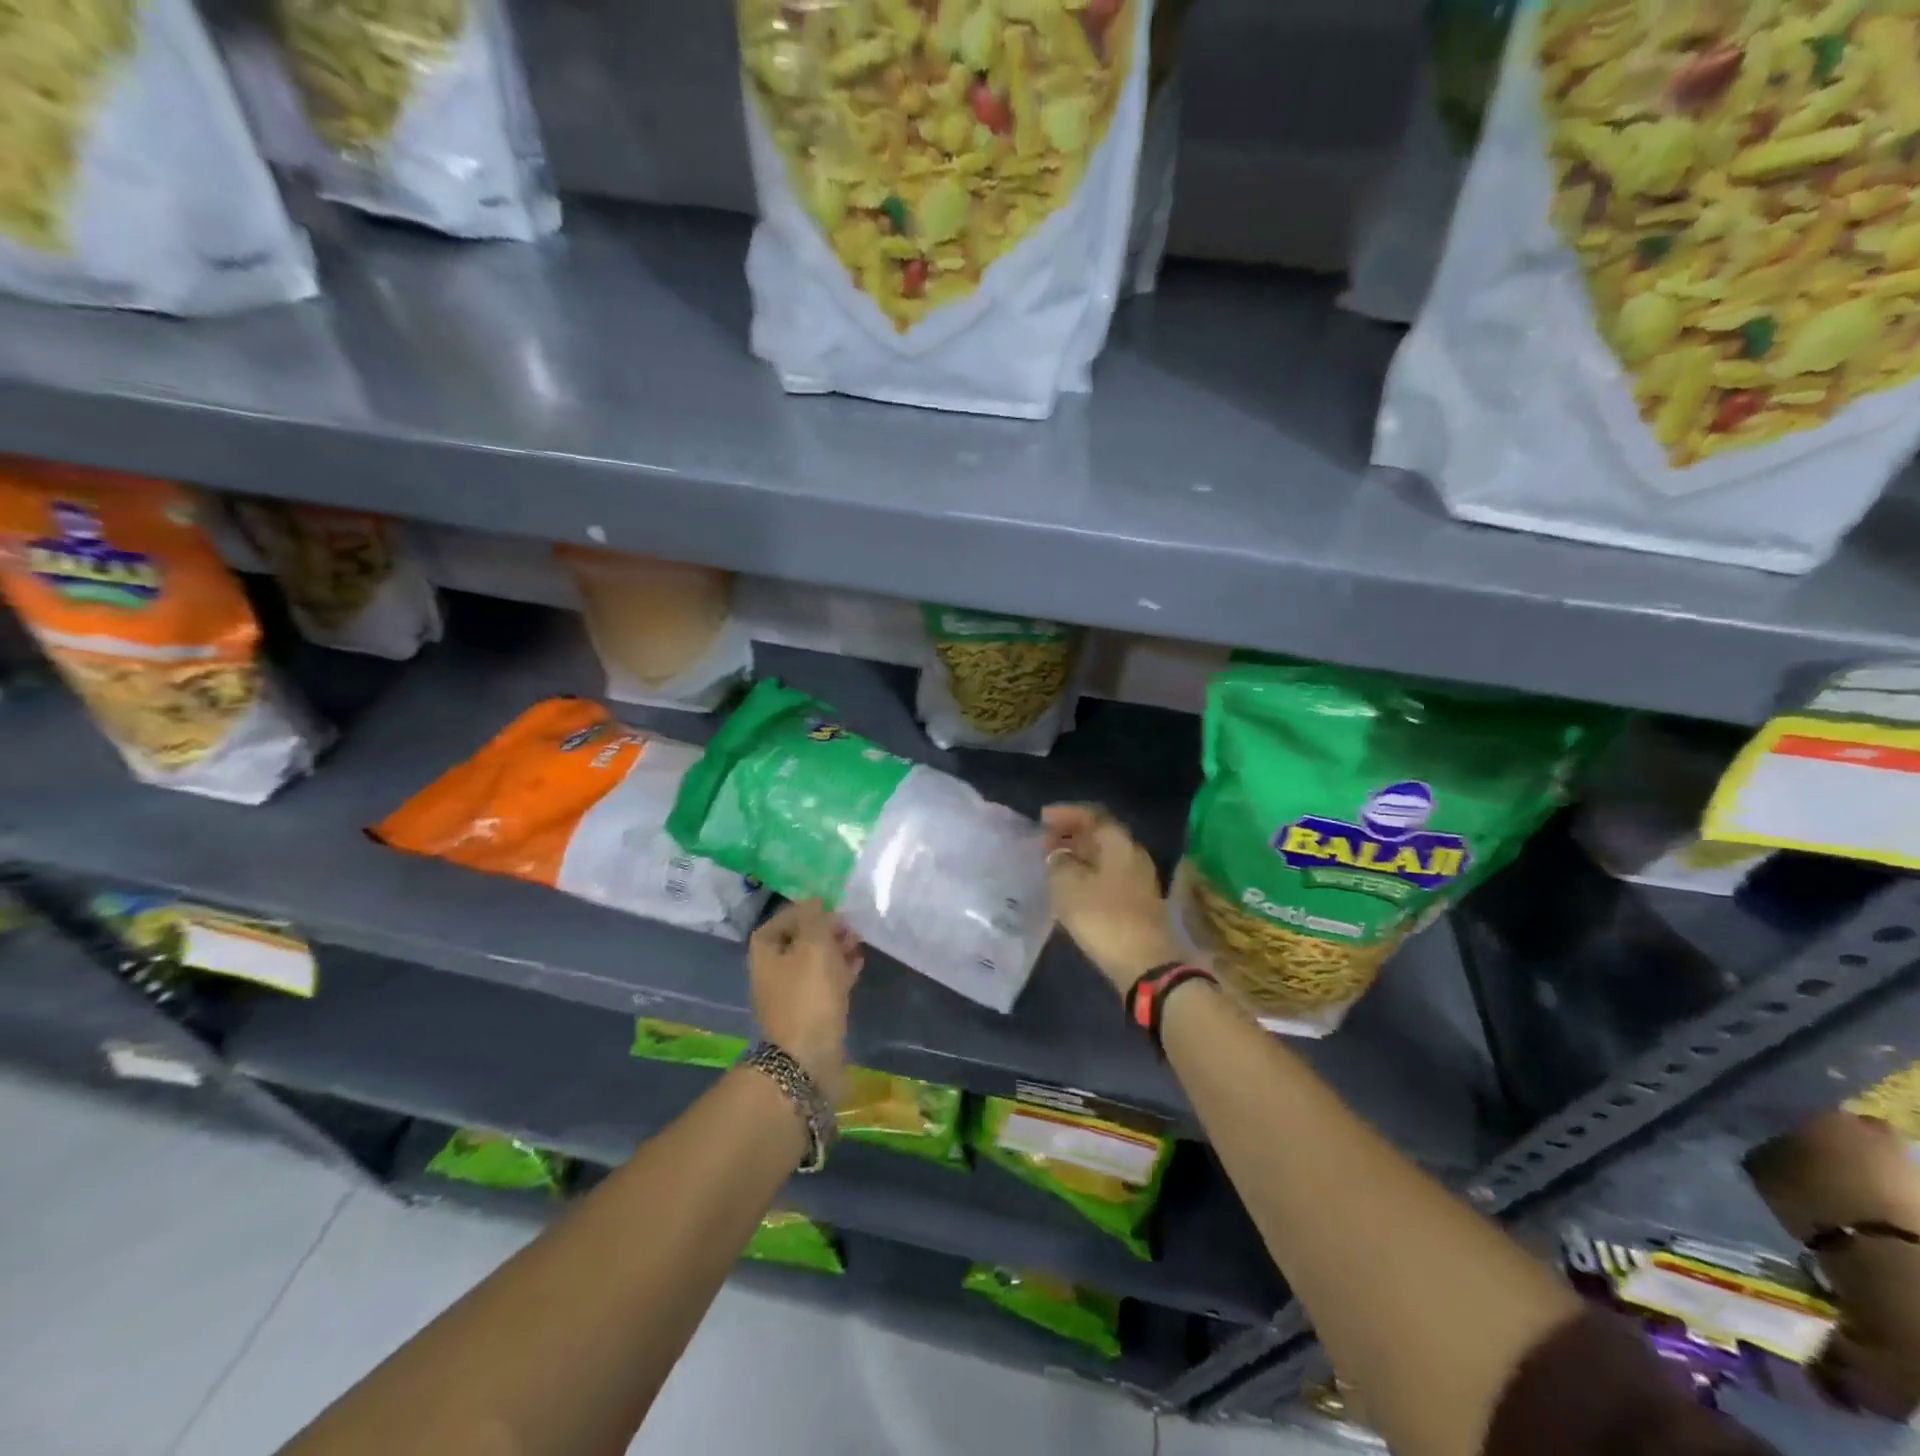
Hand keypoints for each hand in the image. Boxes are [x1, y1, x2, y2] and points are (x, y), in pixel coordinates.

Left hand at [749, 899, 862, 1100]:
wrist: (807, 1057)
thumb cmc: (807, 994)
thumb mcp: (814, 945)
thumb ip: (816, 918)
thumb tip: (817, 902)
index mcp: (765, 951)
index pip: (783, 918)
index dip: (807, 910)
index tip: (832, 908)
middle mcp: (772, 970)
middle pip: (801, 939)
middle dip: (826, 930)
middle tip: (849, 927)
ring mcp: (791, 993)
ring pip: (815, 961)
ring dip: (836, 949)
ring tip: (858, 944)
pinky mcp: (809, 1011)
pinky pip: (824, 982)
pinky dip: (840, 970)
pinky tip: (857, 964)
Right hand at [1042, 804, 1186, 995]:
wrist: (1146, 965)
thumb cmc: (1103, 918)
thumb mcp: (1068, 886)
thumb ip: (1057, 863)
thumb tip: (1057, 856)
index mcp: (1118, 843)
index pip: (1092, 815)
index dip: (1065, 813)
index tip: (1042, 819)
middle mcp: (1132, 855)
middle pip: (1099, 835)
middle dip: (1070, 835)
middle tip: (1043, 842)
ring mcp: (1138, 880)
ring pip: (1103, 858)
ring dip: (1078, 857)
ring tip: (1052, 865)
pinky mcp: (1137, 903)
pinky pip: (1107, 878)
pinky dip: (1086, 876)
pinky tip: (1069, 889)